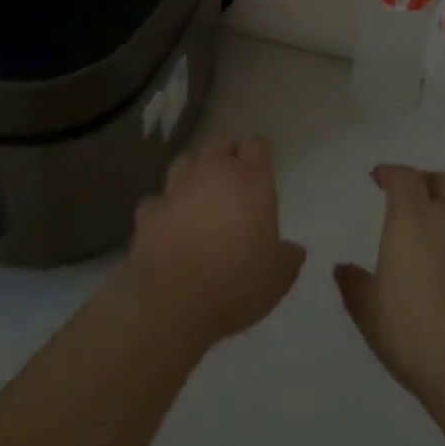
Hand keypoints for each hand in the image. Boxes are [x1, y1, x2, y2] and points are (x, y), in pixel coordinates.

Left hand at [113, 136, 306, 354]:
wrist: (174, 300)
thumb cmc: (237, 282)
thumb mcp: (278, 277)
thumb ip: (288, 257)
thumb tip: (294, 250)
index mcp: (250, 180)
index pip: (257, 146)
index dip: (258, 156)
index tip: (261, 172)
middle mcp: (213, 172)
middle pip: (220, 145)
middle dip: (227, 158)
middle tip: (233, 184)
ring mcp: (177, 187)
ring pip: (186, 161)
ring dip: (194, 173)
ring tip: (200, 196)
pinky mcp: (150, 209)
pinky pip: (159, 199)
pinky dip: (165, 207)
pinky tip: (169, 223)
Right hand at [335, 165, 444, 413]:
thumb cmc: (413, 332)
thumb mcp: (368, 311)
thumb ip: (354, 284)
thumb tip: (343, 269)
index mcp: (414, 218)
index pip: (404, 177)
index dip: (390, 173)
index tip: (378, 178)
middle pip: (444, 182)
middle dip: (426, 182)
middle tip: (410, 198)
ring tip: (437, 234)